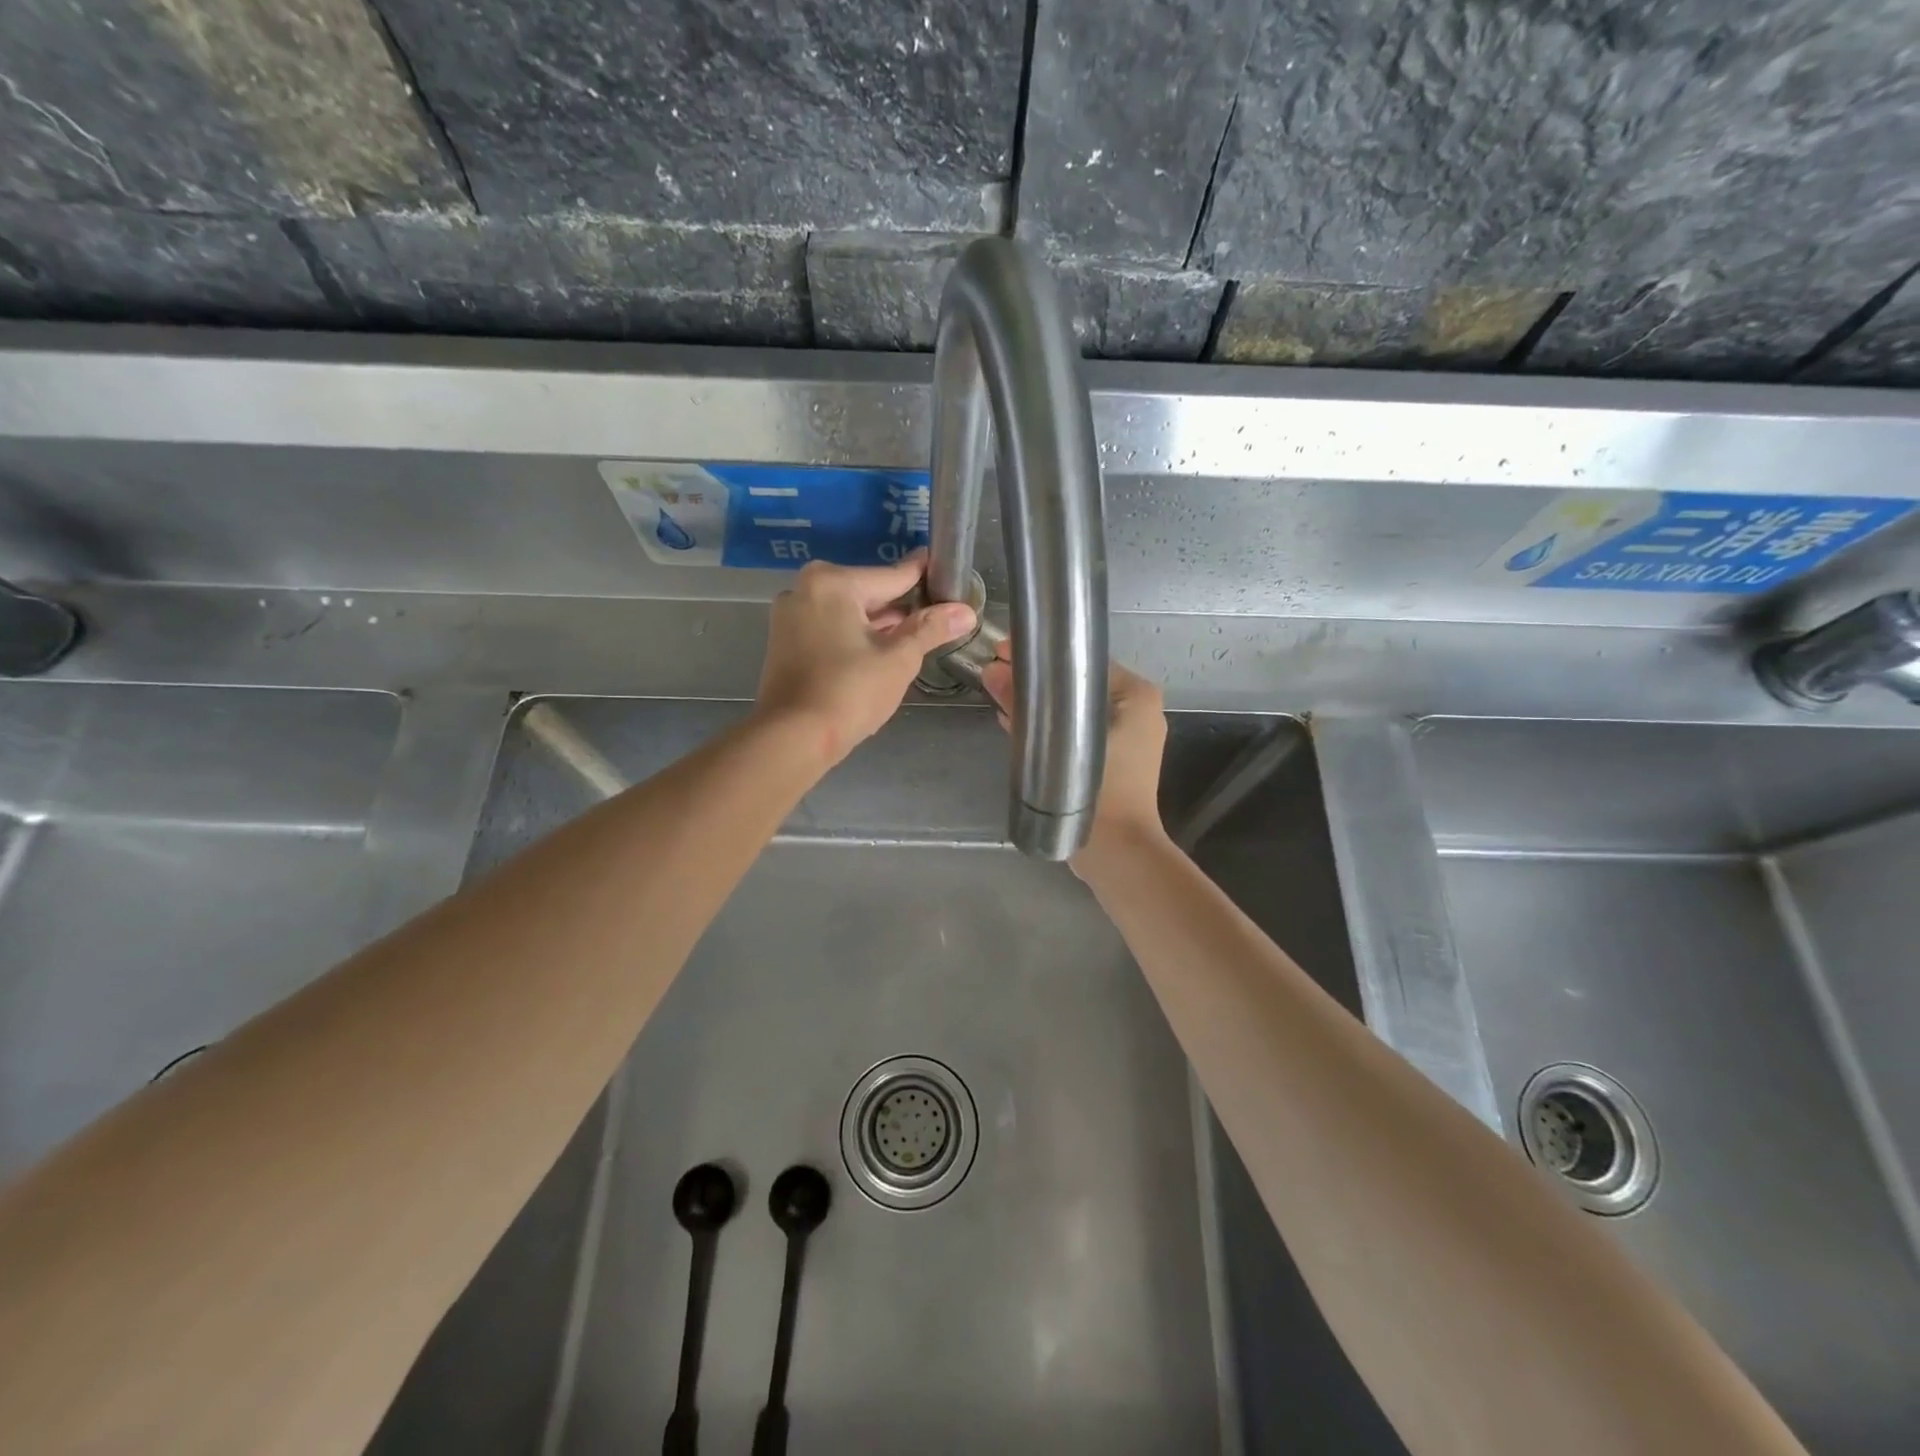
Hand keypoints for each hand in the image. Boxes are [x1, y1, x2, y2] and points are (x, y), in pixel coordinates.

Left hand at [754, 553, 976, 764]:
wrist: (792, 738)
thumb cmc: (850, 692)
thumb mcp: (899, 660)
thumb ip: (930, 629)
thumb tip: (965, 612)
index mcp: (833, 583)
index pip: (891, 575)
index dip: (924, 577)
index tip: (945, 571)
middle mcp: (805, 589)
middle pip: (867, 592)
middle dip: (901, 605)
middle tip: (938, 613)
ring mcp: (790, 616)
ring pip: (848, 611)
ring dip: (878, 623)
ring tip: (916, 634)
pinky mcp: (785, 642)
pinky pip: (830, 627)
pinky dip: (855, 635)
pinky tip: (880, 650)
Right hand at [980, 641, 1169, 863]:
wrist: (1119, 852)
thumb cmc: (1100, 793)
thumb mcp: (1057, 744)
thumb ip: (1024, 708)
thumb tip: (991, 672)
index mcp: (1136, 694)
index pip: (1082, 660)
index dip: (1040, 654)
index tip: (1003, 652)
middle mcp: (1137, 709)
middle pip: (1077, 683)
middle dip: (1036, 679)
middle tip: (995, 672)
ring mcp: (1127, 735)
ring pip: (1074, 708)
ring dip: (1040, 703)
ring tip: (999, 694)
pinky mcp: (1112, 758)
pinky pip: (1077, 731)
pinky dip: (1050, 726)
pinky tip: (1015, 722)